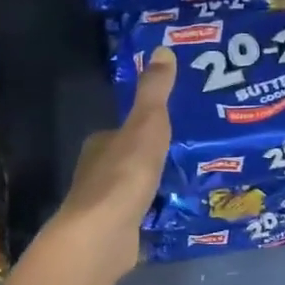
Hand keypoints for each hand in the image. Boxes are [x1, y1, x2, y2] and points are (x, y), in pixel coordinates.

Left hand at [49, 47, 174, 276]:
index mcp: (100, 144)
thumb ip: (154, 92)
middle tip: (188, 155)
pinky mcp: (114, 232)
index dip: (145, 128)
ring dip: (153, 187)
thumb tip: (162, 50)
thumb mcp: (147, 125)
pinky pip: (138, 216)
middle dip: (152, 159)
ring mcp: (104, 205)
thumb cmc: (124, 175)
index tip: (173, 128)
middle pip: (127, 160)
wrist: (102, 235)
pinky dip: (152, 213)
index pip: (122, 131)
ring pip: (133, 189)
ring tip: (187, 183)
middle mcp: (96, 172)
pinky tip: (171, 214)